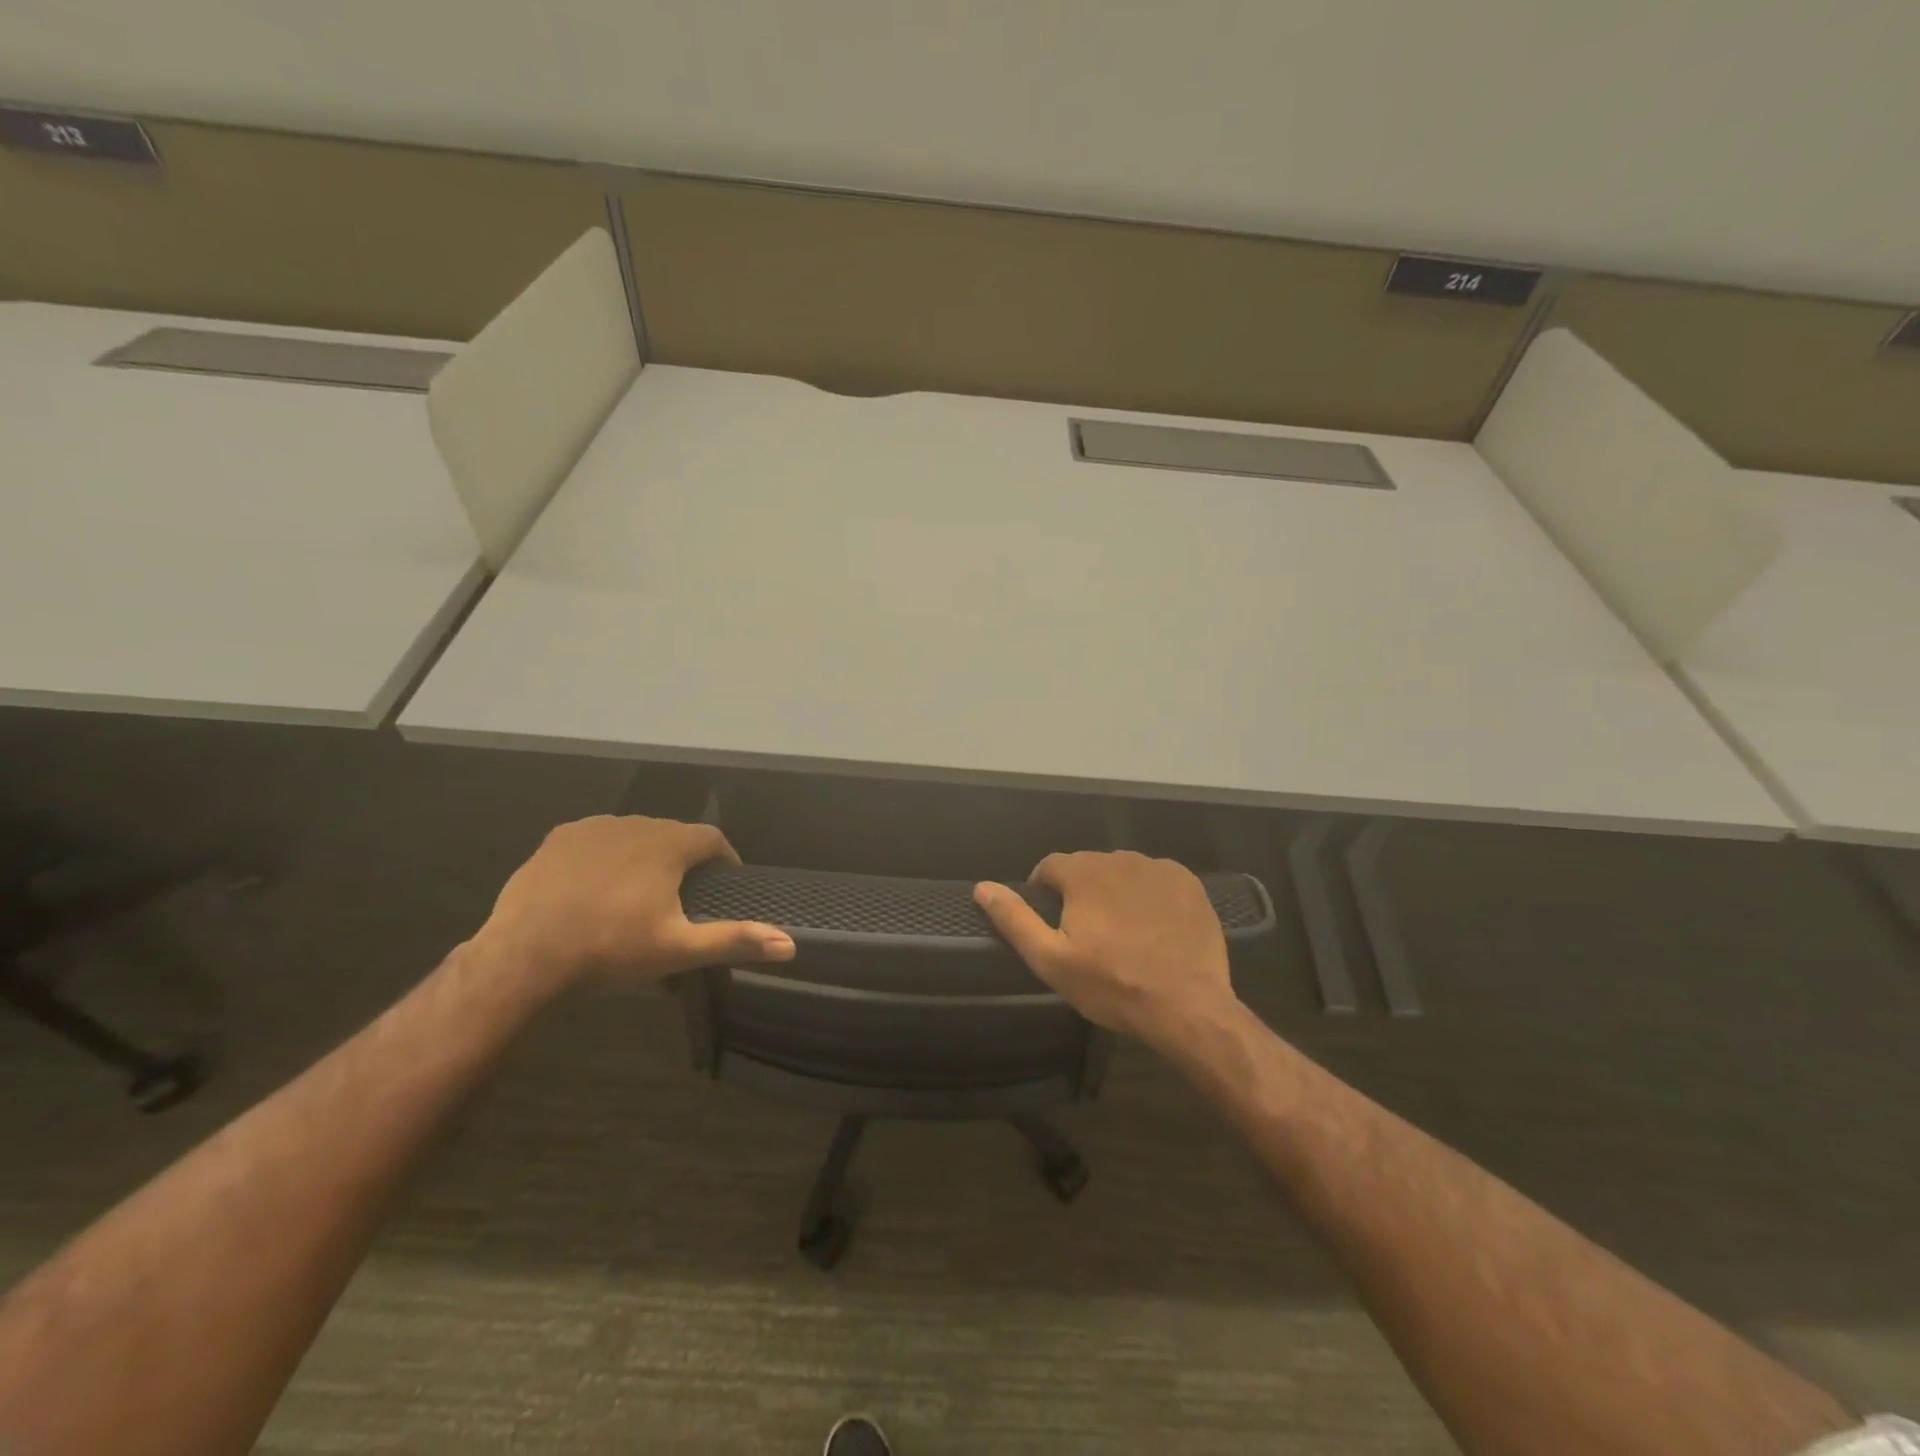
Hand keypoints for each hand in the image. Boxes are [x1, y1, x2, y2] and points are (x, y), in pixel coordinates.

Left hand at [480, 815, 794, 990]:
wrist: (524, 956)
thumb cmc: (610, 950)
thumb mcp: (678, 949)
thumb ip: (734, 940)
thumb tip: (790, 944)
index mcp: (669, 844)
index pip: (712, 839)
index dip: (724, 860)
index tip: (723, 885)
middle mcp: (637, 823)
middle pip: (674, 834)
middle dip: (683, 859)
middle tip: (680, 897)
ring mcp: (594, 827)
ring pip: (635, 834)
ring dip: (646, 854)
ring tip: (638, 892)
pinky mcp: (560, 838)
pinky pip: (598, 838)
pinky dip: (607, 855)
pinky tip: (597, 885)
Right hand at [973, 850, 1237, 1050]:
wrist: (1187, 1007)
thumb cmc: (1112, 985)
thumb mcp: (1051, 960)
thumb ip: (1015, 919)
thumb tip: (982, 887)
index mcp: (1084, 872)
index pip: (1050, 866)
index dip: (1044, 892)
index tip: (1052, 922)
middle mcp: (1120, 858)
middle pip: (1087, 867)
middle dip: (1081, 892)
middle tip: (1087, 934)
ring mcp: (1158, 868)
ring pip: (1122, 872)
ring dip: (1115, 892)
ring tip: (1122, 932)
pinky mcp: (1187, 883)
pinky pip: (1155, 880)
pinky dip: (1148, 895)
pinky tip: (1153, 927)